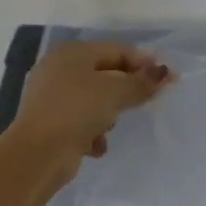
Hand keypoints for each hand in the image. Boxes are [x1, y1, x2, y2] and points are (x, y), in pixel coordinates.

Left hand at [10, 40, 172, 179]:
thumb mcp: (115, 93)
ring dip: (107, 114)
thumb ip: (142, 82)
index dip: (144, 63)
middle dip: (125, 91)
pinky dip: (91, 132)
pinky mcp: (49, 123)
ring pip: (93, 100)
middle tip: (146, 103)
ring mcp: (51, 97)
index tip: (168, 78)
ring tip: (111, 126)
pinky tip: (95, 146)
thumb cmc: (76, 111)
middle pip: (105, 75)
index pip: (116, 50)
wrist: (37, 154)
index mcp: (72, 52)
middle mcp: (59, 69)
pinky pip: (80, 122)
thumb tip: (165, 72)